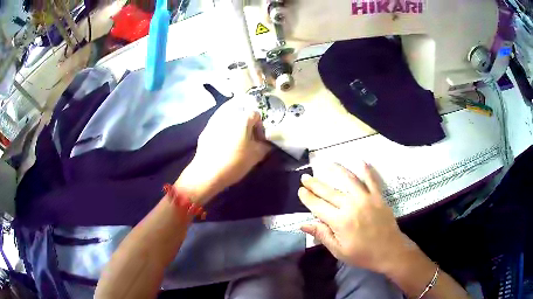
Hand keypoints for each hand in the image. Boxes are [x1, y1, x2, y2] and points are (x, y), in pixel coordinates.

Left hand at [176, 98, 271, 203]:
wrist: (207, 172)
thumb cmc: (235, 162)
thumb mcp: (256, 156)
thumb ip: (265, 146)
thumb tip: (266, 143)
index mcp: (243, 117)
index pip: (256, 115)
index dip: (260, 128)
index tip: (259, 140)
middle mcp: (229, 113)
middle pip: (242, 115)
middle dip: (246, 126)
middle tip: (247, 140)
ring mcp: (215, 120)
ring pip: (229, 119)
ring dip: (234, 127)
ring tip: (235, 142)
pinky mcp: (205, 129)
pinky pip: (218, 126)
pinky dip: (223, 131)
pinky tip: (222, 145)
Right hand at [298, 163, 411, 273]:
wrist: (390, 251)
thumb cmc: (363, 254)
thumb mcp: (339, 251)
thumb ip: (322, 235)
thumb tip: (303, 225)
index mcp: (339, 222)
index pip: (318, 206)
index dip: (307, 197)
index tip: (300, 190)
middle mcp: (351, 206)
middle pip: (329, 192)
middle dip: (315, 183)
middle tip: (305, 177)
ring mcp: (366, 199)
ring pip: (349, 180)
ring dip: (336, 170)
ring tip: (326, 164)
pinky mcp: (378, 197)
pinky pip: (371, 180)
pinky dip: (366, 170)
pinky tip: (360, 161)